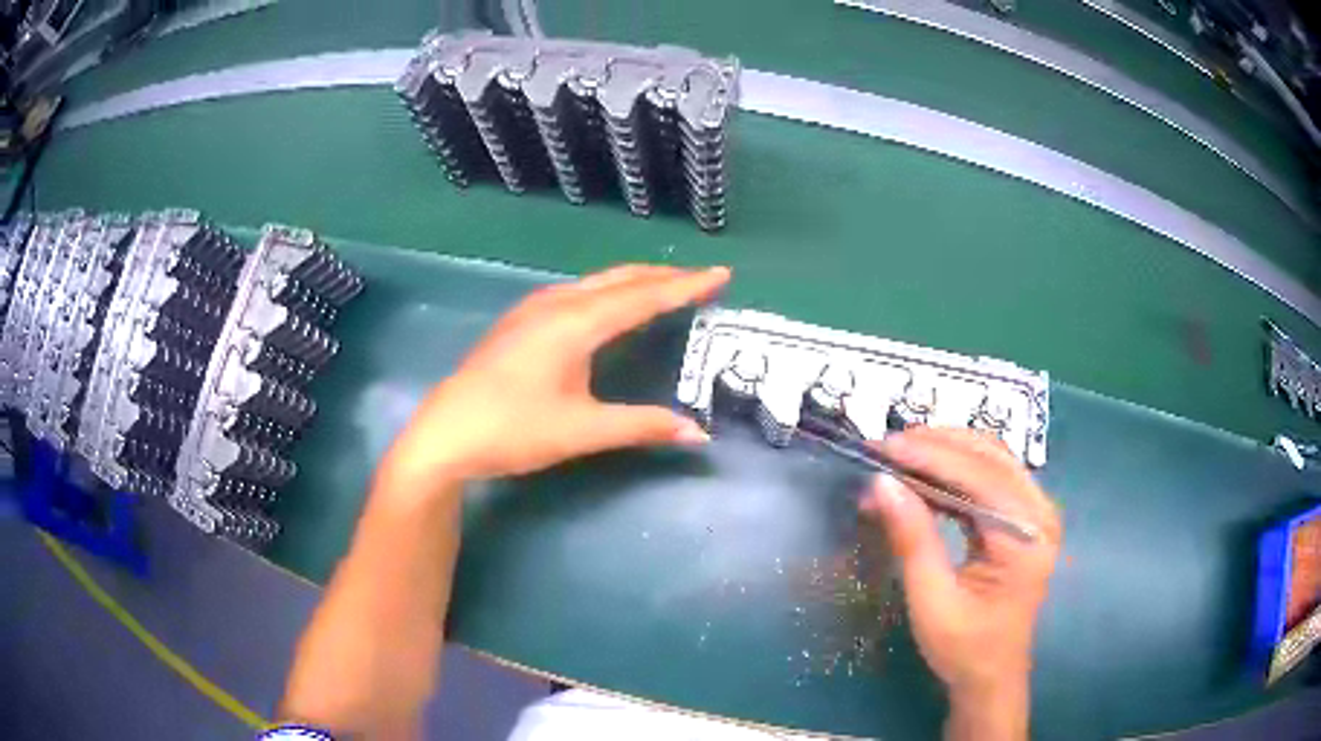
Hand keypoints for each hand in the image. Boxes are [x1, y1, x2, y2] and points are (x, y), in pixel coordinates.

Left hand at [377, 264, 729, 490]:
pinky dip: (607, 291)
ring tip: (664, 286)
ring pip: (595, 282)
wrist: (446, 433)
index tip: (721, 274)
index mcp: (575, 323)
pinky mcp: (520, 321)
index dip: (685, 286)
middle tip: (701, 278)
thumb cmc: (513, 430)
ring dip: (634, 281)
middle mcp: (556, 304)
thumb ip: (641, 426)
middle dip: (663, 276)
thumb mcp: (581, 431)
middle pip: (620, 280)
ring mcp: (533, 309)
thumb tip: (698, 433)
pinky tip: (607, 305)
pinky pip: (576, 292)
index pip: (643, 297)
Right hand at [860, 428, 1060, 707]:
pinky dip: (954, 470)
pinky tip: (923, 476)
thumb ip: (912, 539)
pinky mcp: (1023, 517)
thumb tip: (881, 483)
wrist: (991, 676)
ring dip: (944, 452)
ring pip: (990, 459)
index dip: (930, 456)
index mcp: (1027, 536)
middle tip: (884, 448)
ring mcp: (1035, 512)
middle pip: (989, 457)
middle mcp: (1040, 512)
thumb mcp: (931, 600)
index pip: (980, 477)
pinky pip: (989, 477)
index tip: (883, 447)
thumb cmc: (964, 648)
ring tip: (897, 456)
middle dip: (935, 446)